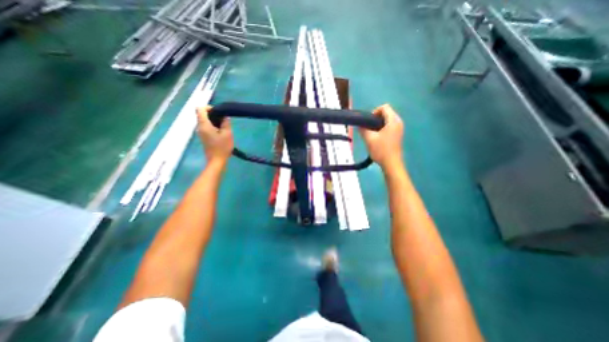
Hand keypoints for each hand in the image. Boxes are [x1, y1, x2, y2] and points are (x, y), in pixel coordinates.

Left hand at [197, 106, 232, 165]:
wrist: (217, 161)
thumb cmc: (222, 147)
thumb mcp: (227, 134)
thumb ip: (226, 123)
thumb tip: (225, 116)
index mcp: (204, 125)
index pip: (200, 109)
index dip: (209, 107)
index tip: (219, 112)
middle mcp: (200, 127)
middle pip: (202, 115)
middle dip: (213, 115)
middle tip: (224, 120)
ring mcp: (201, 133)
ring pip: (205, 121)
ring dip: (214, 121)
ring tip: (225, 126)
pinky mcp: (204, 137)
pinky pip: (207, 127)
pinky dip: (213, 127)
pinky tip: (222, 132)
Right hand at [357, 103, 403, 169]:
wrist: (391, 164)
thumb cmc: (381, 150)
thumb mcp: (369, 139)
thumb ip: (363, 129)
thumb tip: (359, 125)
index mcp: (393, 121)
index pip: (384, 107)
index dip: (374, 112)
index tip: (368, 122)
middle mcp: (398, 122)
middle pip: (386, 113)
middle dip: (375, 118)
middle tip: (368, 128)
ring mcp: (399, 129)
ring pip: (387, 120)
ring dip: (377, 124)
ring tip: (371, 133)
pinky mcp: (397, 135)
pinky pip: (389, 126)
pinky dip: (382, 128)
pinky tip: (376, 138)